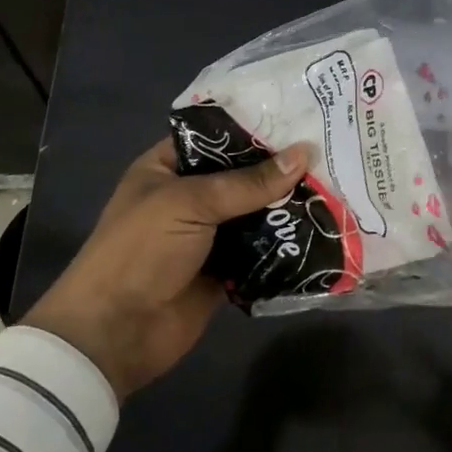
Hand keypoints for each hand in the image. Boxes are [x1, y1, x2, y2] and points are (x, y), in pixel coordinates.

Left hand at [23, 138, 308, 399]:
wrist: (114, 334)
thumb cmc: (140, 251)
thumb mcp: (191, 203)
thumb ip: (249, 182)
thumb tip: (304, 153)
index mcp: (168, 167)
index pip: (218, 137)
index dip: (256, 128)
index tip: (303, 117)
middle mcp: (190, 195)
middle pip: (243, 175)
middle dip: (282, 168)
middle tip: (331, 150)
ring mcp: (208, 234)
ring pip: (256, 211)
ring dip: (288, 205)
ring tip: (337, 184)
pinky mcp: (226, 269)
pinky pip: (262, 249)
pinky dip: (286, 242)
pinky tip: (323, 227)